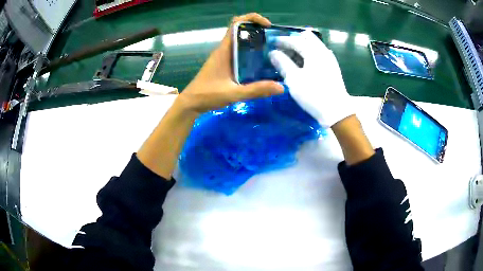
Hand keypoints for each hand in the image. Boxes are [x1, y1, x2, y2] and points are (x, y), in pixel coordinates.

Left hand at [177, 13, 283, 113]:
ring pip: (241, 42)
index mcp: (224, 50)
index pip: (236, 23)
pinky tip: (261, 64)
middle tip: (274, 40)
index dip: (251, 18)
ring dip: (255, 41)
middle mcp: (224, 49)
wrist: (191, 103)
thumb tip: (280, 87)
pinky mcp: (224, 64)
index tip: (267, 25)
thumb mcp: (233, 93)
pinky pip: (239, 53)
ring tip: (272, 50)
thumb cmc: (207, 95)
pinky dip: (251, 53)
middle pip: (241, 30)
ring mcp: (224, 57)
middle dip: (258, 30)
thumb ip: (256, 90)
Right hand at [269, 30, 353, 127]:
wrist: (336, 111)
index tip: (271, 42)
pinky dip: (309, 54)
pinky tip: (303, 64)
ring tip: (290, 57)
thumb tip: (272, 53)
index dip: (282, 40)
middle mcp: (323, 51)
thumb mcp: (294, 79)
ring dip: (301, 47)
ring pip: (314, 45)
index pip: (295, 40)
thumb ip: (282, 63)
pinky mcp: (332, 67)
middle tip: (282, 49)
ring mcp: (329, 58)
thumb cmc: (313, 94)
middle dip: (293, 40)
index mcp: (313, 51)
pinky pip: (318, 53)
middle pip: (307, 38)